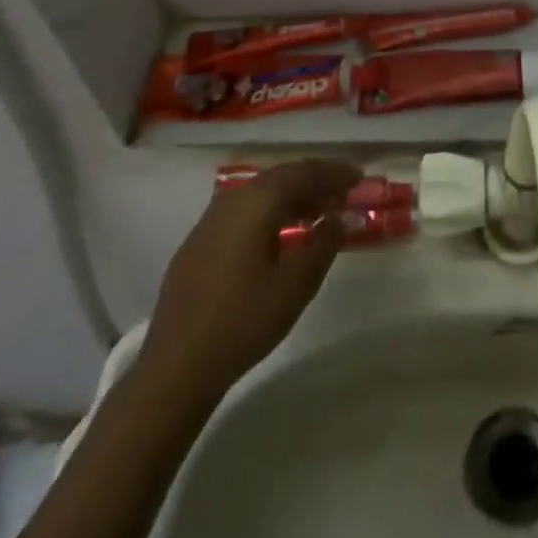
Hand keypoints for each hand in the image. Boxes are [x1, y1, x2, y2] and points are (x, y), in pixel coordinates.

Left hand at [139, 160, 361, 398]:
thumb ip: (324, 243)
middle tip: (344, 191)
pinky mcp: (200, 240)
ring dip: (293, 195)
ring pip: (262, 192)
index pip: (304, 172)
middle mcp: (233, 198)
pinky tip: (282, 232)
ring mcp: (212, 218)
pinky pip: (245, 209)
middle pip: (282, 176)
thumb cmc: (243, 320)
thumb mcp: (295, 284)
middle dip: (315, 180)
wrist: (176, 365)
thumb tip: (343, 216)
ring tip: (319, 211)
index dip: (335, 173)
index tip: (360, 178)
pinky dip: (271, 210)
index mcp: (258, 201)